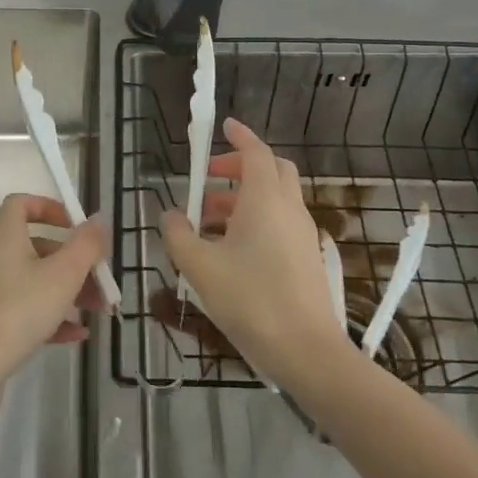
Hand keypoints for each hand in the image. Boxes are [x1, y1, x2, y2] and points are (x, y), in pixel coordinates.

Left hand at [0, 194, 108, 408]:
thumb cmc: (19, 311)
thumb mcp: (63, 275)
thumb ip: (86, 245)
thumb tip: (98, 218)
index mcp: (4, 237)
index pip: (21, 204)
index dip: (50, 207)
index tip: (76, 226)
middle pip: (36, 246)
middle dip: (72, 261)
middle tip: (100, 279)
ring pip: (33, 280)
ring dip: (66, 290)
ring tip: (96, 310)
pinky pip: (23, 309)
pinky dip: (49, 316)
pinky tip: (76, 335)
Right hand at [162, 118, 350, 388]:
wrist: (306, 350)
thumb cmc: (251, 299)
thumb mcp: (200, 267)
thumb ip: (179, 235)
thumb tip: (170, 214)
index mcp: (265, 200)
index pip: (256, 152)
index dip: (240, 136)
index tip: (224, 126)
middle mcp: (289, 208)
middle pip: (272, 169)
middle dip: (241, 166)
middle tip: (210, 177)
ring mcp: (302, 233)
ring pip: (275, 197)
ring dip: (244, 196)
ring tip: (209, 220)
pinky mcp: (307, 256)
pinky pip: (280, 221)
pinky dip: (257, 218)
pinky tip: (231, 248)